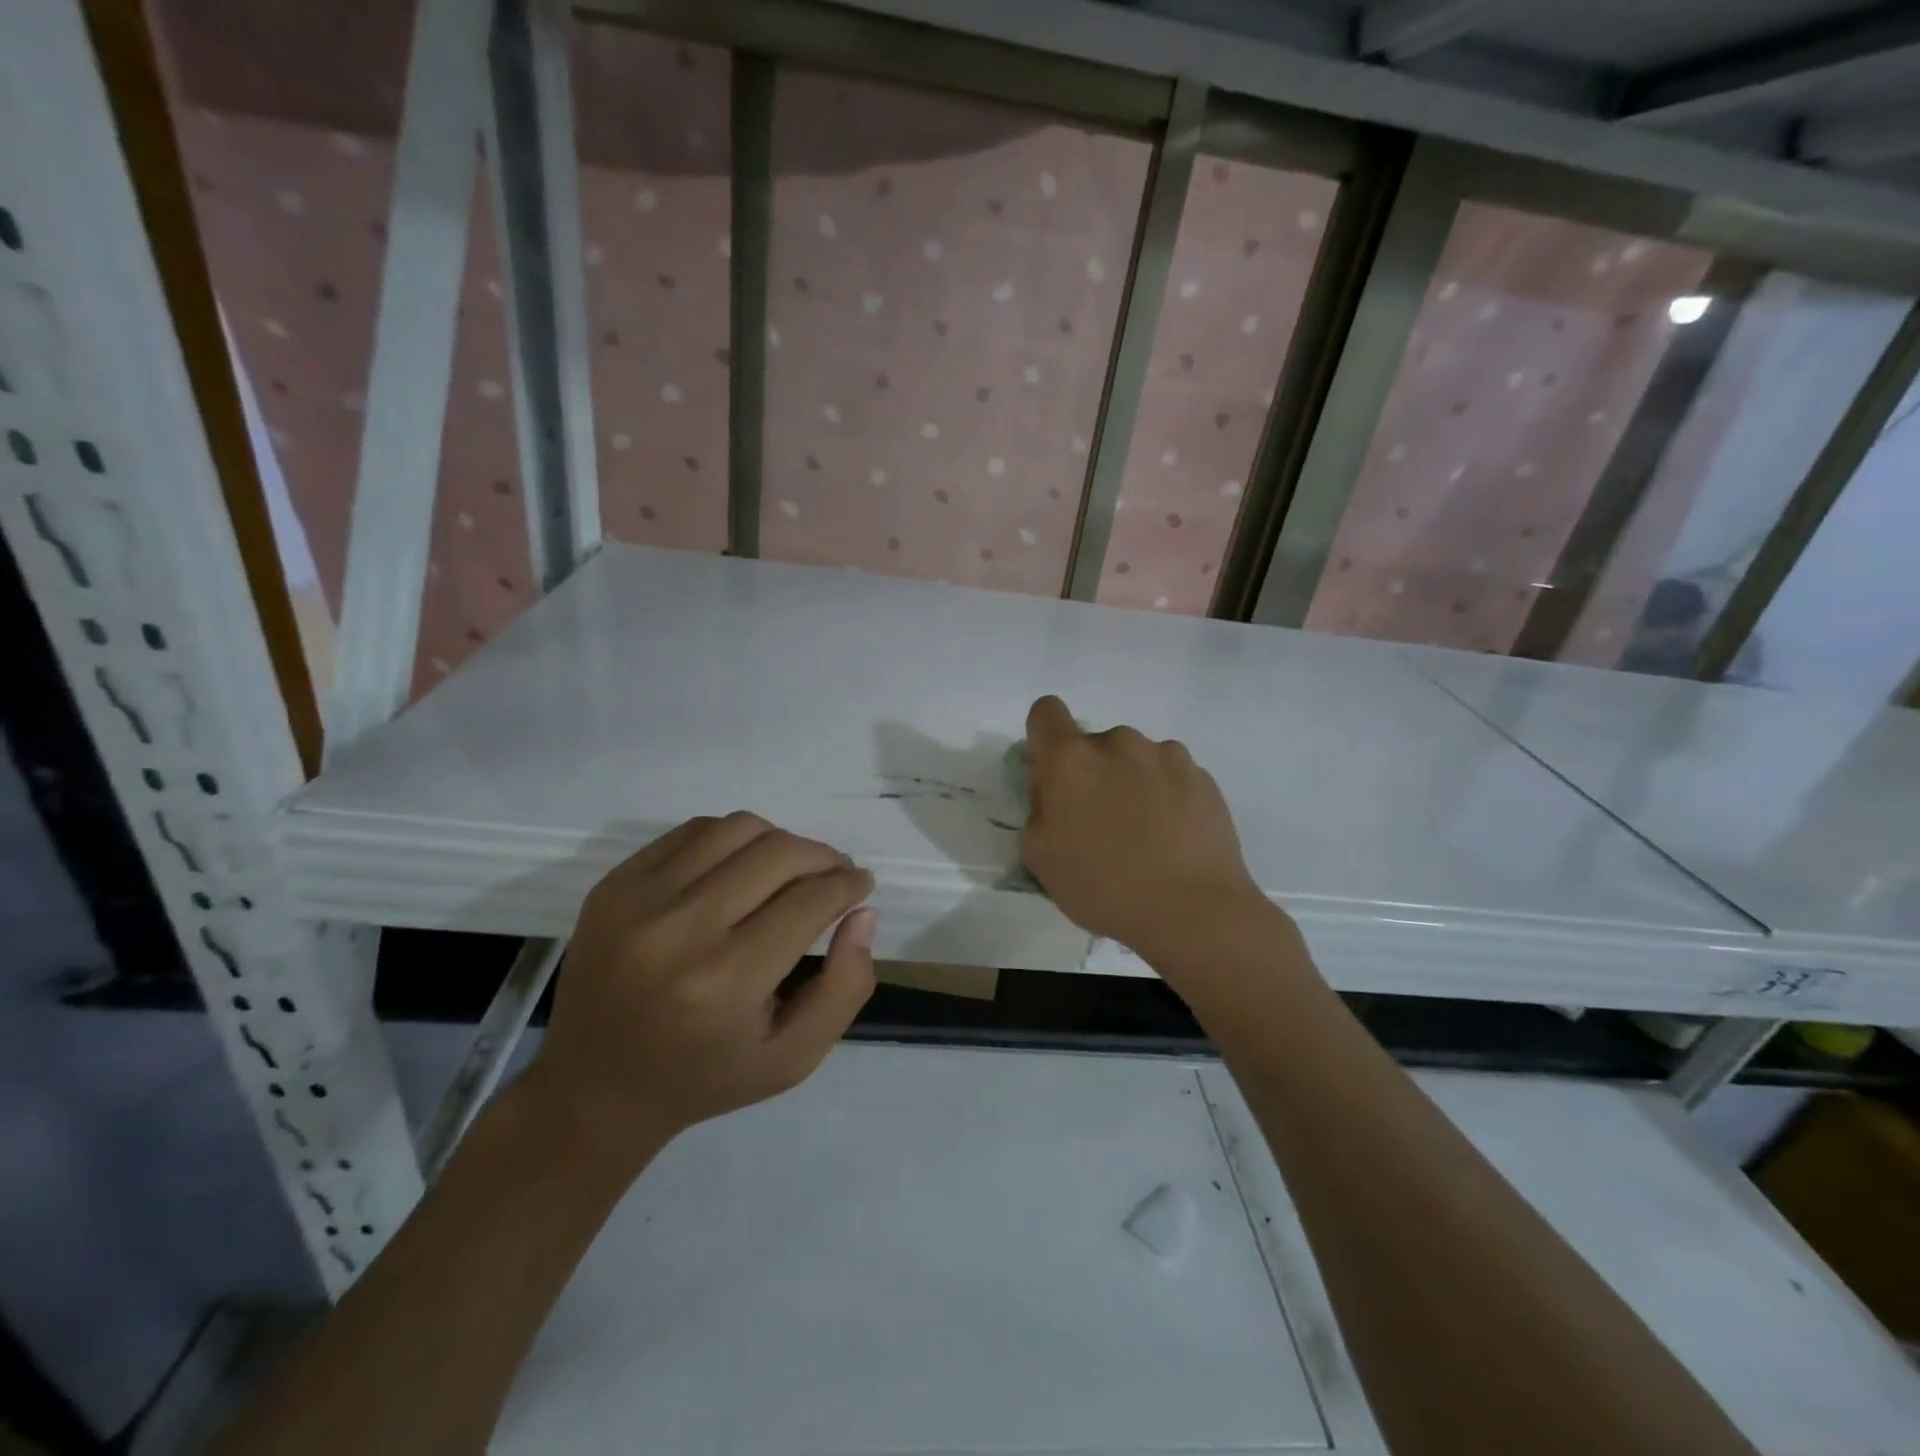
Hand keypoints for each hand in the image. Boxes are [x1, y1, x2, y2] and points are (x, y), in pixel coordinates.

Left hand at [528, 813, 876, 1173]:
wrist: (593, 1090)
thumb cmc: (704, 1079)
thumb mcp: (793, 1058)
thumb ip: (845, 987)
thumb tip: (864, 912)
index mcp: (725, 983)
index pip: (809, 902)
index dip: (848, 885)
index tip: (861, 884)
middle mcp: (679, 931)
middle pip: (777, 853)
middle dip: (823, 857)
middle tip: (837, 873)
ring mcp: (637, 901)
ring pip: (737, 829)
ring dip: (780, 841)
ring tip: (791, 868)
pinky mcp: (612, 885)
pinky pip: (692, 831)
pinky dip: (732, 839)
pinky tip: (741, 866)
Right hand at [1020, 695, 1283, 975]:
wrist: (1193, 910)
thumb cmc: (1103, 886)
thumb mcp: (1039, 858)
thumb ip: (1037, 812)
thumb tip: (1054, 795)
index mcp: (1071, 758)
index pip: (1046, 713)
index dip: (1043, 740)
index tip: (1053, 780)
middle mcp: (1118, 743)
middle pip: (1092, 744)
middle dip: (1090, 774)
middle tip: (1099, 825)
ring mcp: (1166, 755)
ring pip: (1134, 759)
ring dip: (1130, 782)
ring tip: (1144, 835)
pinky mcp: (1202, 776)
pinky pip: (1170, 775)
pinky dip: (1166, 796)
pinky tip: (1173, 838)